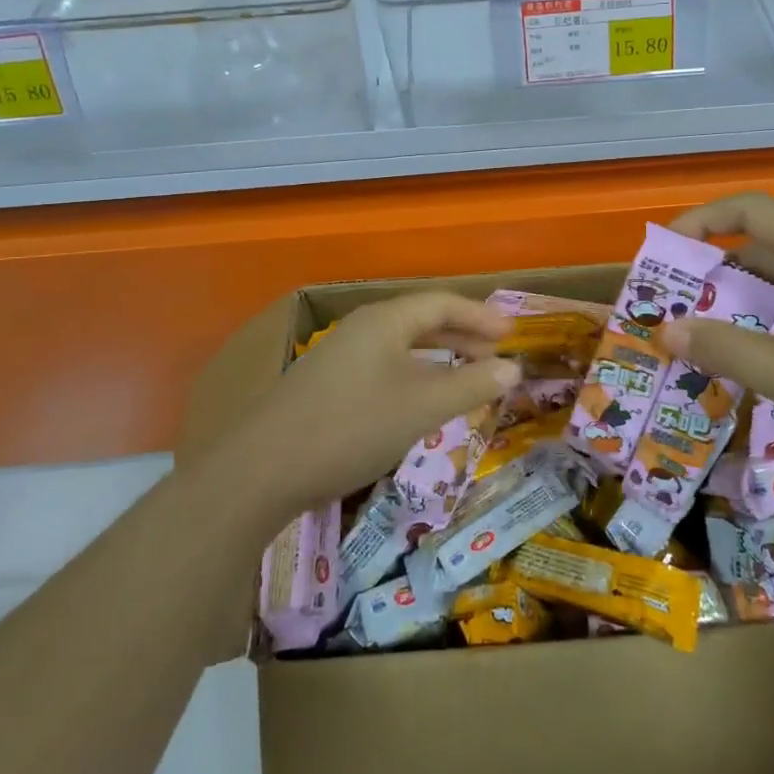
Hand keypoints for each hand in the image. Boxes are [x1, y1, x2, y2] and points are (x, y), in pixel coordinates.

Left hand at [208, 291, 519, 528]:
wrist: (261, 470)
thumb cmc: (352, 427)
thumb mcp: (422, 407)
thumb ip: (470, 385)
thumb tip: (512, 367)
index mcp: (384, 320)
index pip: (441, 303)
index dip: (479, 316)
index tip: (511, 332)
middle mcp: (360, 328)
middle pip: (420, 320)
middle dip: (461, 335)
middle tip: (495, 353)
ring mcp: (338, 356)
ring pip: (399, 346)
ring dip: (437, 357)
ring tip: (465, 375)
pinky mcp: (325, 385)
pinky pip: (382, 367)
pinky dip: (412, 375)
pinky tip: (417, 401)